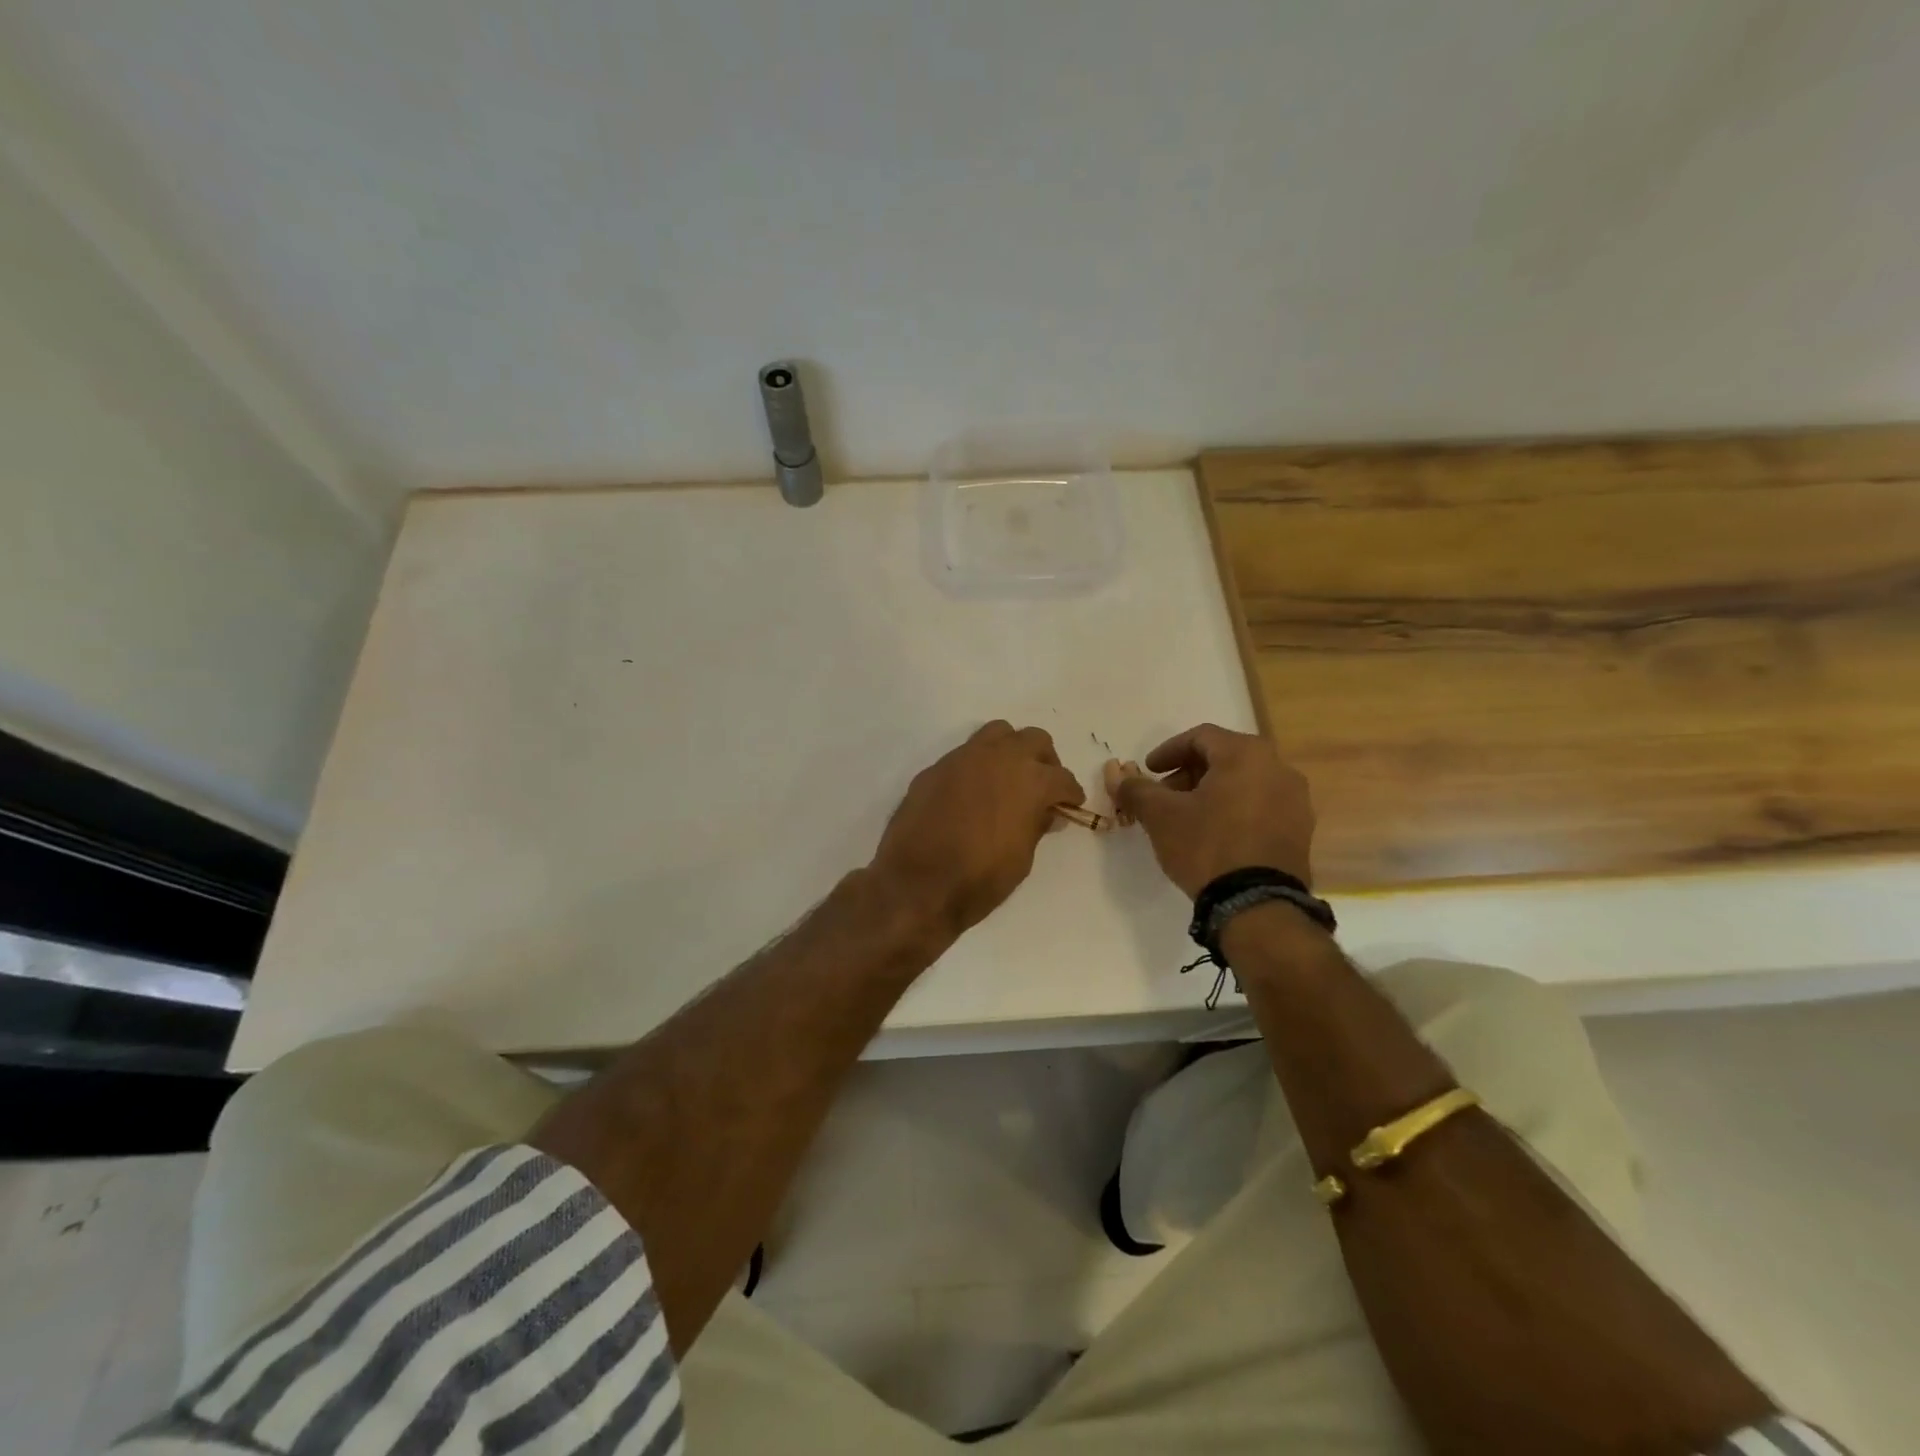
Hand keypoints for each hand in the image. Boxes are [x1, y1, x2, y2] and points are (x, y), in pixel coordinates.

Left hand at [871, 721, 1086, 936]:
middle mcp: (999, 758)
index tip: (1070, 805)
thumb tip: (1047, 812)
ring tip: (1008, 778)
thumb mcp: (1022, 858)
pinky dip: (978, 766)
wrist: (916, 883)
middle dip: (1045, 761)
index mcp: (1030, 780)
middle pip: (1034, 740)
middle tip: (1043, 786)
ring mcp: (964, 758)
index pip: (1062, 778)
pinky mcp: (936, 767)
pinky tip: (973, 793)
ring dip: (1010, 750)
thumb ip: (1037, 825)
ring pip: (998, 733)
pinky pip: (966, 754)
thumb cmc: (979, 878)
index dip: (1070, 794)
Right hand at [1112, 724, 1314, 897]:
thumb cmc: (1206, 846)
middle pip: (1225, 757)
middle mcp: (1278, 768)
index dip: (1168, 751)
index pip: (1200, 737)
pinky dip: (1235, 809)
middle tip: (1164, 795)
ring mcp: (1295, 800)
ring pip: (1244, 782)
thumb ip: (1136, 789)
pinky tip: (1215, 834)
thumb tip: (1116, 774)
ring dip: (1212, 792)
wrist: (1257, 904)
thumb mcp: (1161, 816)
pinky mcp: (1301, 830)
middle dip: (1189, 773)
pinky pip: (1261, 806)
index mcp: (1246, 754)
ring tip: (1187, 817)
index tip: (1148, 770)